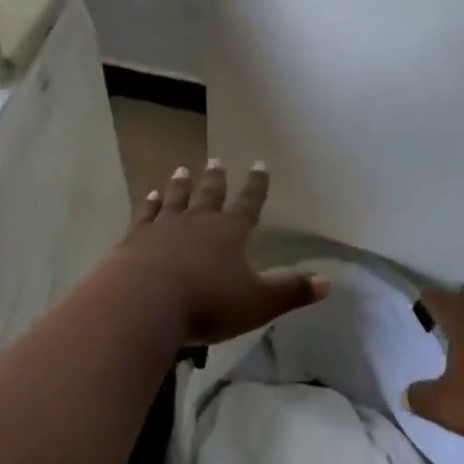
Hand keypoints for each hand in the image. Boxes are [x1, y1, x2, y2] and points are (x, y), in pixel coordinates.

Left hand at [115, 161, 326, 346]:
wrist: (144, 303)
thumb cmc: (207, 303)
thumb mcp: (257, 303)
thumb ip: (291, 291)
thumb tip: (328, 281)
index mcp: (230, 232)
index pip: (249, 203)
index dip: (256, 185)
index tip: (259, 164)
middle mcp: (198, 221)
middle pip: (209, 195)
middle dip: (215, 179)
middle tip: (216, 161)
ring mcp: (164, 227)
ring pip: (176, 199)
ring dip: (180, 185)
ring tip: (182, 170)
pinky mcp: (136, 239)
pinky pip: (145, 215)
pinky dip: (149, 204)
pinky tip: (149, 196)